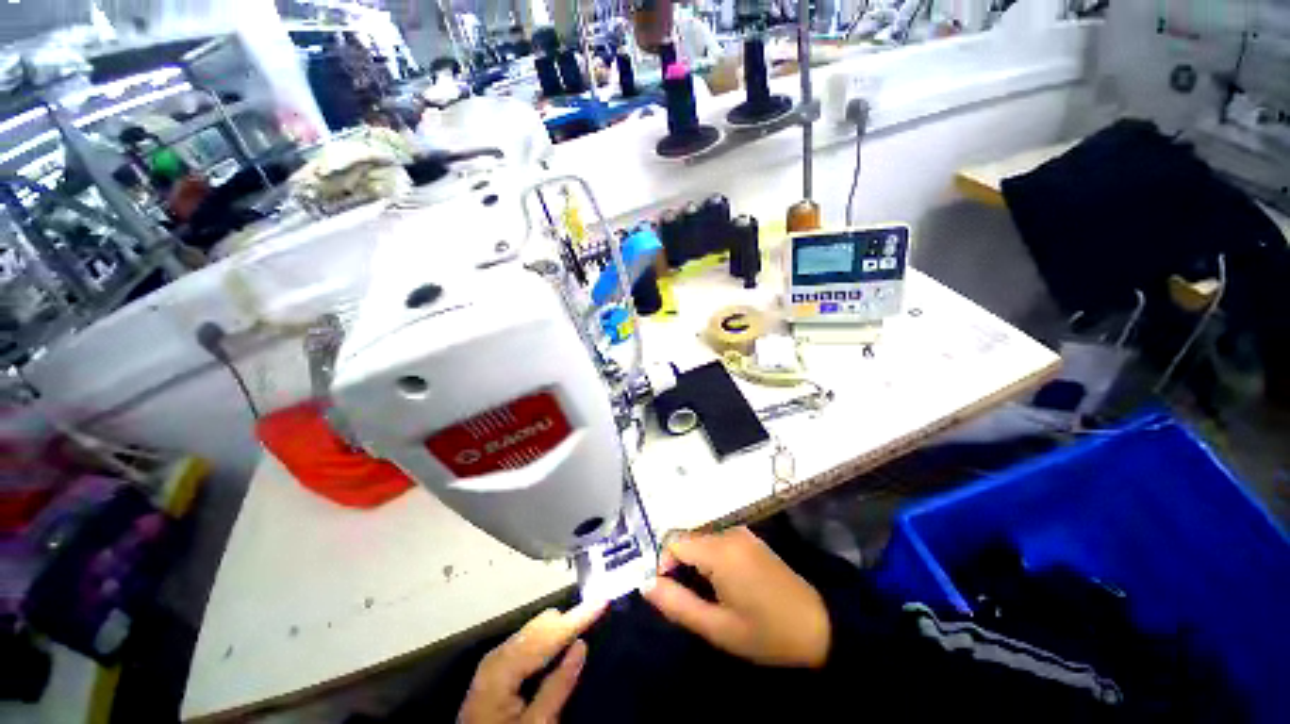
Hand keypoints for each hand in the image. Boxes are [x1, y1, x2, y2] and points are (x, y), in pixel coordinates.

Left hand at [459, 602, 605, 722]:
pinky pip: (529, 641)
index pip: (550, 633)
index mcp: (505, 666)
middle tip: (596, 614)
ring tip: (583, 623)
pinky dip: (548, 638)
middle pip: (542, 626)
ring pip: (535, 630)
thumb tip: (581, 646)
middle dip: (569, 620)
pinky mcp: (496, 668)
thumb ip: (557, 687)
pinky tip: (560, 644)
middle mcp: (499, 654)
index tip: (603, 599)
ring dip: (560, 628)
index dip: (579, 616)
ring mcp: (495, 660)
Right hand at [641, 526, 829, 667]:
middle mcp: (728, 532)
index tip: (670, 593)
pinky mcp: (749, 538)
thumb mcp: (717, 628)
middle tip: (687, 598)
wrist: (818, 626)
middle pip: (687, 538)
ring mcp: (741, 532)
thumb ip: (677, 604)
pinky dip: (708, 558)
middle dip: (679, 565)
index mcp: (719, 550)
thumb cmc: (766, 633)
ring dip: (694, 562)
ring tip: (705, 594)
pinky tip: (721, 584)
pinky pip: (716, 540)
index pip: (673, 541)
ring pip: (701, 539)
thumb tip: (645, 584)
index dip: (663, 564)